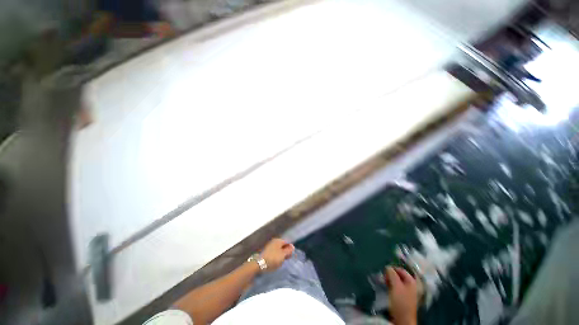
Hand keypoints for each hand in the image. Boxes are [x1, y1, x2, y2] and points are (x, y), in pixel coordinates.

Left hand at [260, 238, 294, 271]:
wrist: (259, 264)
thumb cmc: (273, 259)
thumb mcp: (283, 255)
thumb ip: (288, 250)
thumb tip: (293, 246)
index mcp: (278, 240)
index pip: (287, 242)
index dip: (290, 248)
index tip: (291, 255)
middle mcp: (274, 241)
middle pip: (283, 245)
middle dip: (286, 252)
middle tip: (287, 259)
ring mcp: (270, 246)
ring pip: (278, 249)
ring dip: (281, 254)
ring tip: (282, 261)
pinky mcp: (266, 252)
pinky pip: (274, 252)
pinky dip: (277, 256)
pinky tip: (276, 261)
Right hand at [385, 267, 417, 324]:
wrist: (403, 318)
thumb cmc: (400, 300)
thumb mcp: (396, 285)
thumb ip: (392, 274)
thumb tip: (387, 267)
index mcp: (411, 281)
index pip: (400, 269)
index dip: (392, 268)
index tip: (384, 271)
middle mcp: (411, 285)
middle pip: (399, 275)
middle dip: (390, 275)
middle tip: (384, 278)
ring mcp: (408, 292)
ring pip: (397, 282)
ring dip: (390, 281)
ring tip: (384, 283)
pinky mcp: (403, 298)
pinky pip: (396, 288)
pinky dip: (391, 286)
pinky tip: (387, 289)